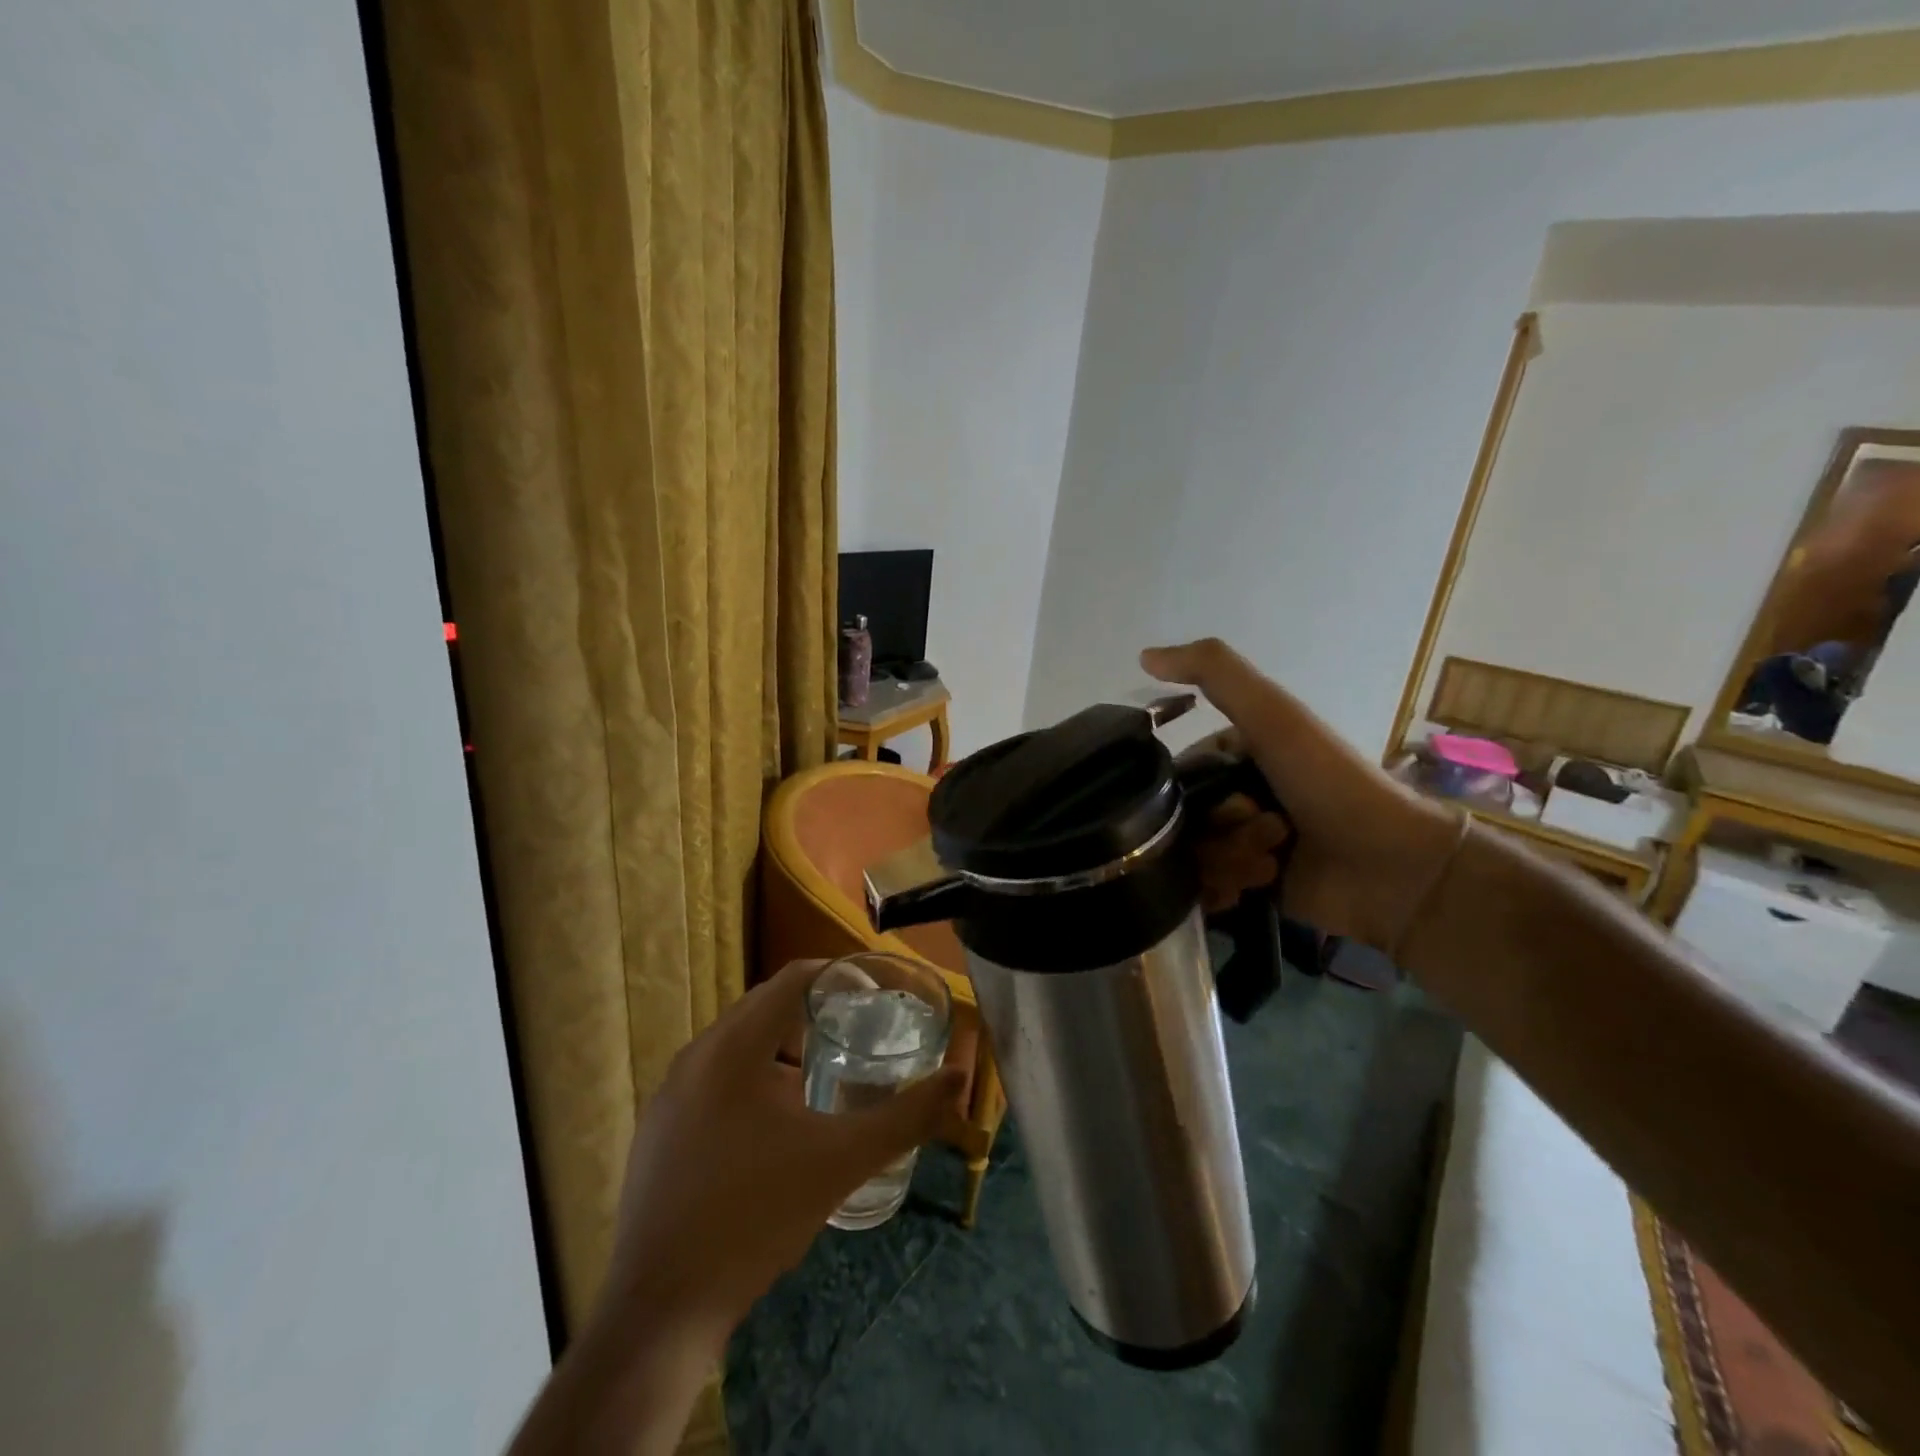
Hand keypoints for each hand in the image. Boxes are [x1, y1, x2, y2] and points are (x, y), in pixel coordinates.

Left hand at [590, 958, 966, 1358]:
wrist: (662, 1311)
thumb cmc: (757, 1217)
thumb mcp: (842, 1162)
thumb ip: (906, 1117)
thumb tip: (959, 1080)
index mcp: (733, 1047)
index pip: (791, 978)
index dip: (838, 976)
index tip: (875, 993)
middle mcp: (695, 1055)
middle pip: (764, 1007)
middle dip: (814, 1013)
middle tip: (859, 1034)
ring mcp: (669, 1093)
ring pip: (737, 1045)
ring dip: (782, 1047)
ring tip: (825, 1076)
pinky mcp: (657, 1129)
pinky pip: (713, 1078)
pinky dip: (752, 1077)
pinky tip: (776, 1125)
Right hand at [1144, 638, 1459, 951]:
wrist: (1392, 866)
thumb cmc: (1329, 782)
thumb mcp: (1273, 715)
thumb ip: (1214, 672)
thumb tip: (1143, 655)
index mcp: (1237, 755)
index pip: (1178, 773)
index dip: (1192, 789)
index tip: (1231, 798)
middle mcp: (1235, 796)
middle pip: (1183, 820)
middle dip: (1216, 831)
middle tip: (1263, 834)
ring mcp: (1241, 844)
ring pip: (1192, 857)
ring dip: (1227, 861)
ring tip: (1270, 864)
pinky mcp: (1248, 886)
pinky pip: (1205, 890)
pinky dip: (1224, 891)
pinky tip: (1255, 887)